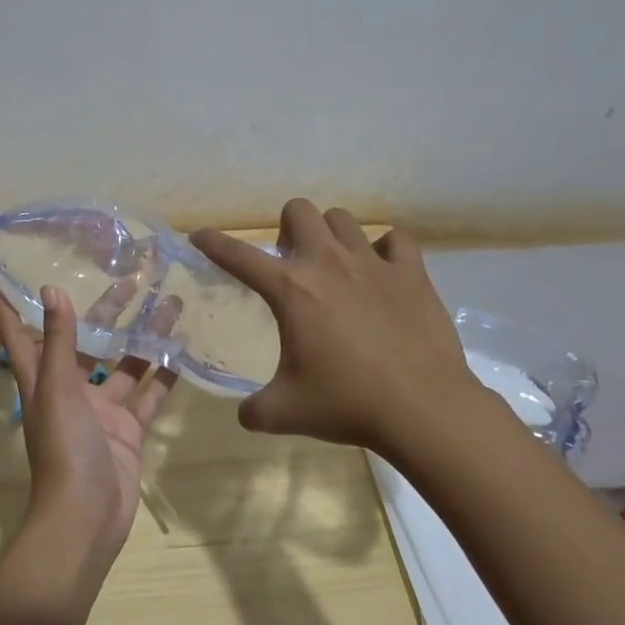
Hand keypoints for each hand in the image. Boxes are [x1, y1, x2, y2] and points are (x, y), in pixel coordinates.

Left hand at [0, 283, 178, 562]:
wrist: (87, 517)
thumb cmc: (64, 448)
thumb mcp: (57, 389)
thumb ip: (59, 340)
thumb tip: (51, 288)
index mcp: (43, 381)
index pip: (21, 336)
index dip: (13, 308)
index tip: (8, 275)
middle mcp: (70, 391)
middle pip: (86, 342)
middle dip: (106, 312)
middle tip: (132, 278)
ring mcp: (102, 411)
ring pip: (124, 365)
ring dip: (144, 338)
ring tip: (170, 305)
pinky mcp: (129, 430)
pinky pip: (149, 396)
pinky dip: (165, 377)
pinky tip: (183, 350)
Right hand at [191, 200, 492, 455]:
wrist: (424, 409)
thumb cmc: (348, 405)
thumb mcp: (285, 413)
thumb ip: (254, 409)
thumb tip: (245, 412)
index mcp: (291, 290)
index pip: (238, 256)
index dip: (213, 243)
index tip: (200, 237)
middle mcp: (328, 263)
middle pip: (298, 211)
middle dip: (286, 229)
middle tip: (290, 264)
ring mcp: (373, 263)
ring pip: (343, 219)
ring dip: (330, 236)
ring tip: (335, 267)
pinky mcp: (412, 273)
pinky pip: (394, 240)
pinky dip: (384, 250)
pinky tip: (381, 273)